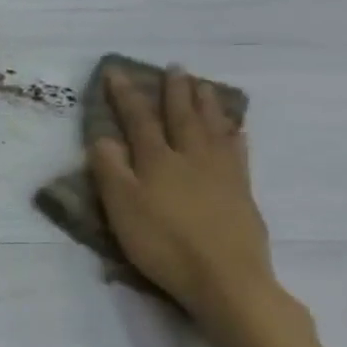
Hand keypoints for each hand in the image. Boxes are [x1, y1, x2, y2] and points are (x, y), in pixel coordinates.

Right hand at [88, 67, 281, 331]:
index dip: (126, 94)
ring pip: (213, 128)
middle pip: (182, 116)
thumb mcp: (121, 207)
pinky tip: (236, 129)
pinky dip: (234, 135)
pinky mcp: (242, 192)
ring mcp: (222, 173)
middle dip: (175, 91)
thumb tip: (104, 136)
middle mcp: (190, 157)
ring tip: (204, 85)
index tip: (117, 71)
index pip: (138, 118)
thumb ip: (110, 169)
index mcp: (157, 159)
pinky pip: (238, 152)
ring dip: (206, 104)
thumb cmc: (163, 243)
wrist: (226, 279)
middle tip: (175, 67)